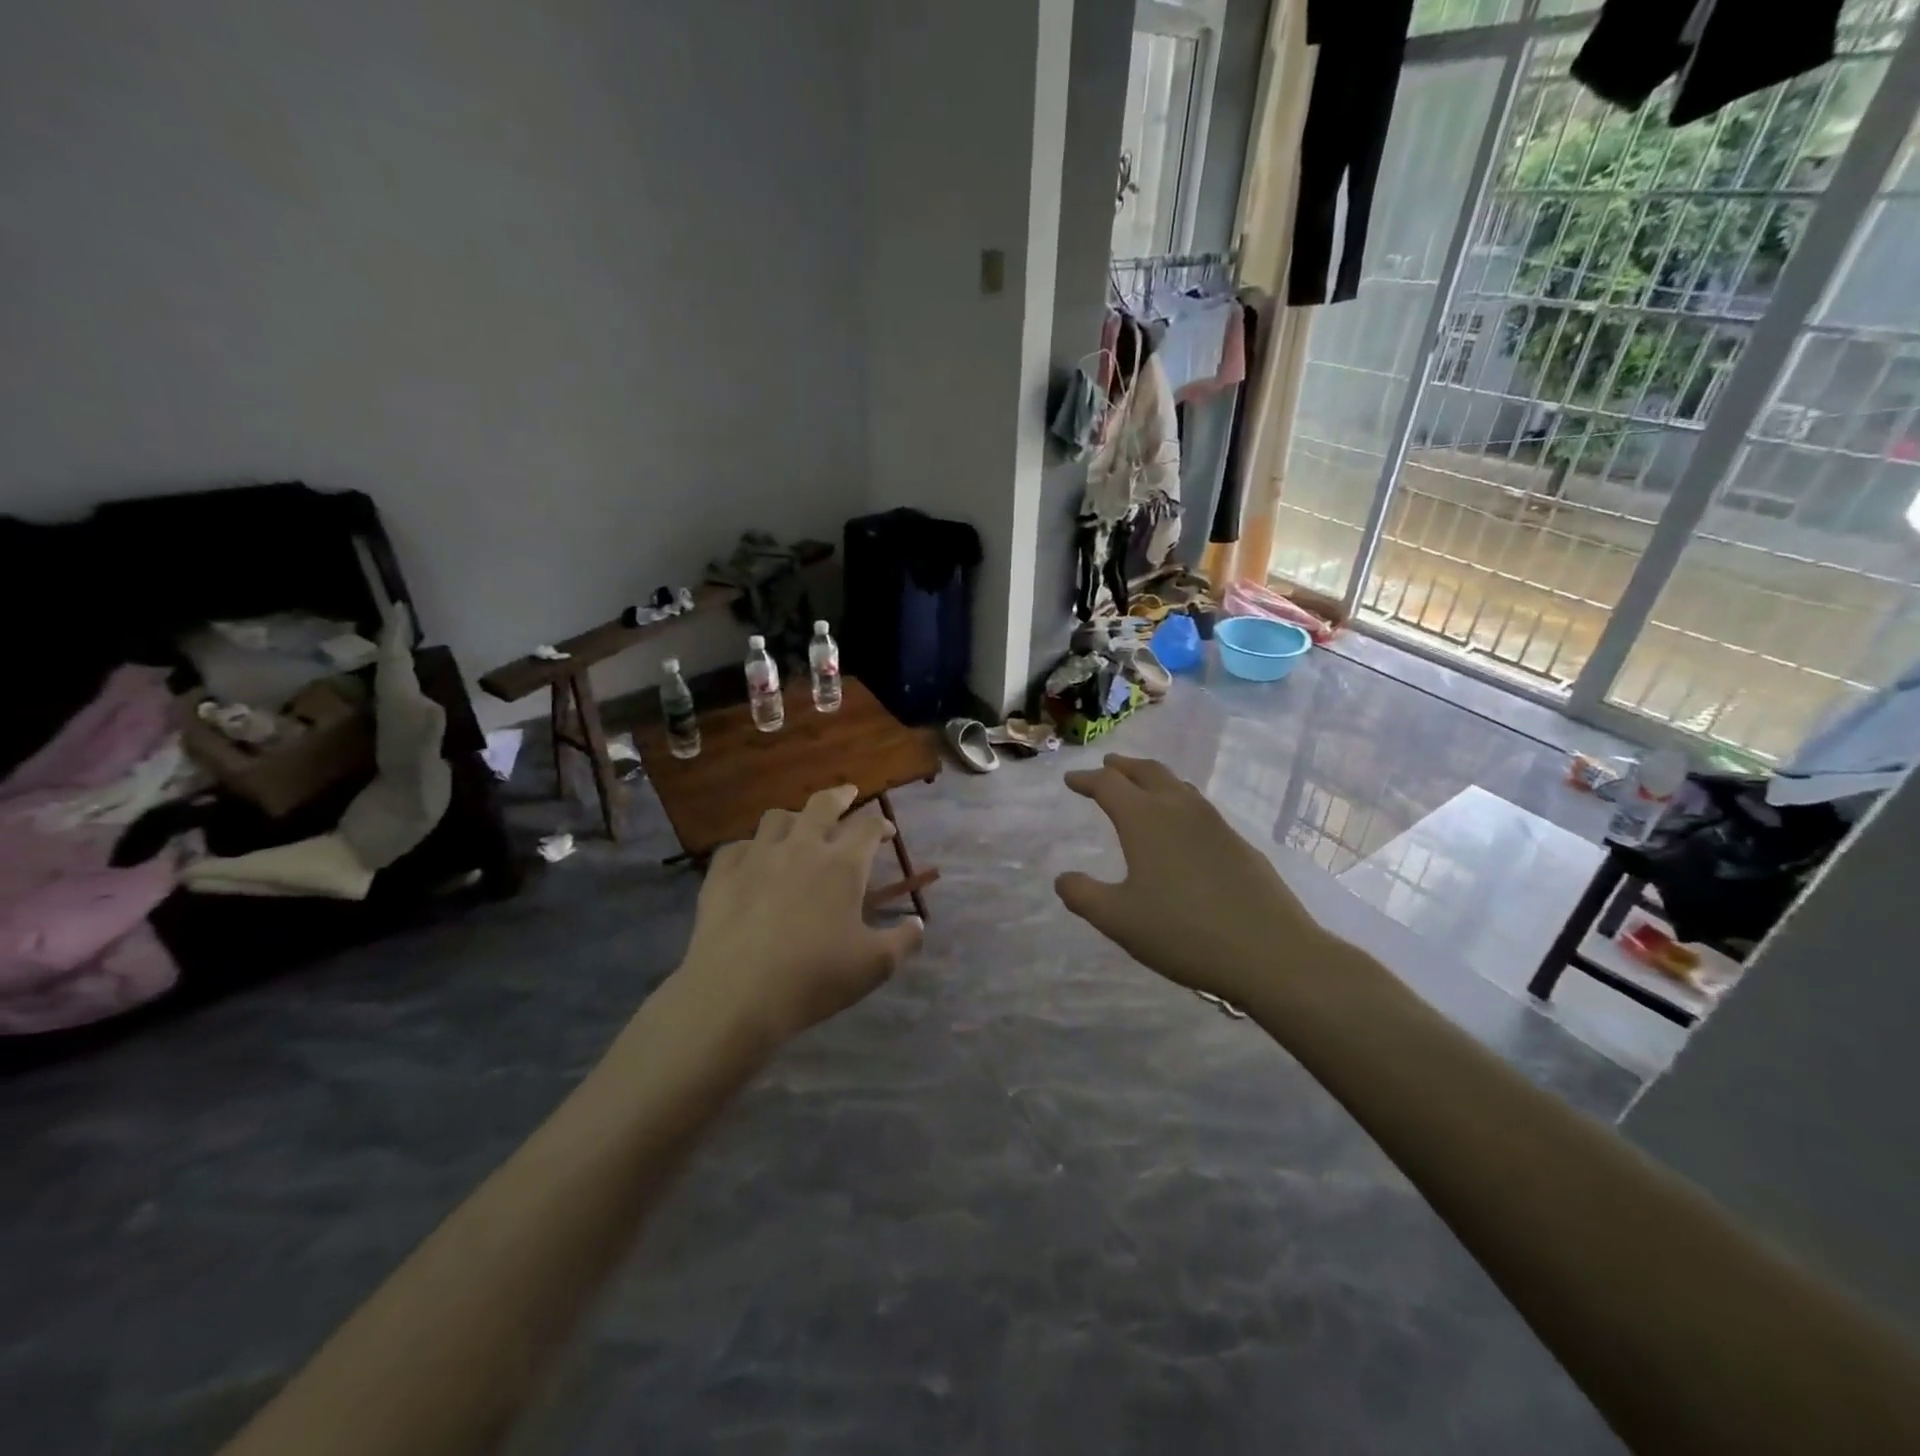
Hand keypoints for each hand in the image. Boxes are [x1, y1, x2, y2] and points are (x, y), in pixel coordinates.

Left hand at [677, 785, 923, 1044]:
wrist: (736, 993)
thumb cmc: (814, 977)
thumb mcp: (874, 966)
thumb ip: (903, 941)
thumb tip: (918, 924)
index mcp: (843, 865)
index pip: (867, 827)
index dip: (881, 824)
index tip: (887, 831)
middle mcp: (802, 848)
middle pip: (822, 805)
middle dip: (840, 796)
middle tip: (847, 794)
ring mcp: (758, 856)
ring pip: (777, 818)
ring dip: (794, 817)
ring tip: (799, 825)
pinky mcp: (722, 873)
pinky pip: (738, 845)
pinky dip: (751, 847)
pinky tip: (752, 860)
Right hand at [1055, 755, 1335, 1006]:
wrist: (1270, 952)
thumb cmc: (1183, 932)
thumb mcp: (1119, 920)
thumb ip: (1084, 896)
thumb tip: (1063, 878)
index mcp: (1145, 819)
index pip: (1108, 785)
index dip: (1086, 780)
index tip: (1070, 780)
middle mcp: (1179, 810)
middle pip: (1148, 772)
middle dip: (1123, 767)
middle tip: (1107, 765)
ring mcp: (1215, 824)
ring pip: (1178, 786)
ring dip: (1153, 779)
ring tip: (1142, 786)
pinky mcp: (1239, 843)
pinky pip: (1199, 807)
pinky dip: (1179, 801)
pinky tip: (1182, 826)